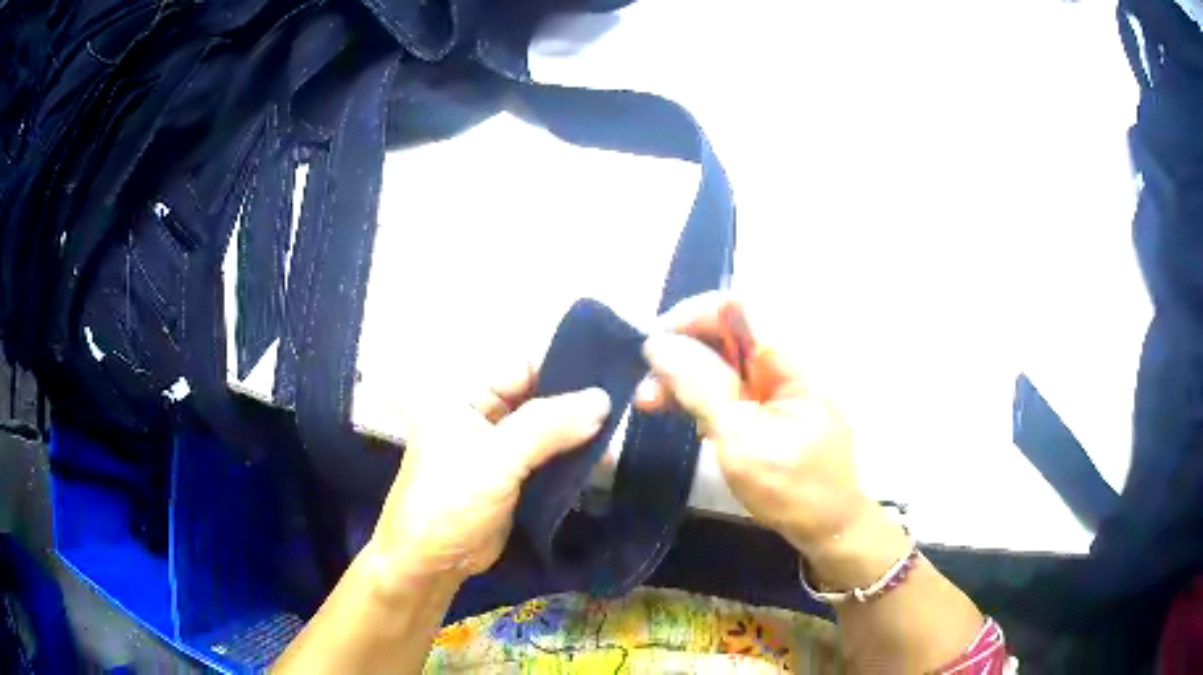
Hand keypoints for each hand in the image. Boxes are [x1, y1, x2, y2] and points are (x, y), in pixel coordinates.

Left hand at [367, 364, 610, 585]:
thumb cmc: (450, 503)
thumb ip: (547, 427)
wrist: (430, 564)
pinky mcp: (513, 476)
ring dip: (578, 435)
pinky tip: (603, 462)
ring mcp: (498, 447)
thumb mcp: (495, 461)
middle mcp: (483, 413)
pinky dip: (572, 459)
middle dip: (578, 405)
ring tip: (620, 438)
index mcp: (466, 395)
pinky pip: (548, 457)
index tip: (614, 376)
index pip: (523, 366)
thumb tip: (602, 399)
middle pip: (539, 396)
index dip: (566, 368)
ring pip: (548, 429)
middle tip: (626, 409)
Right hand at [636, 292, 872, 557]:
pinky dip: (700, 394)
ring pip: (722, 357)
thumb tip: (659, 343)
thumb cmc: (793, 488)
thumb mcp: (742, 440)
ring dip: (685, 376)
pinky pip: (729, 382)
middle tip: (648, 389)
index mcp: (792, 357)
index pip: (738, 306)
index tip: (654, 347)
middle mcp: (785, 358)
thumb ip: (702, 387)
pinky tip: (681, 413)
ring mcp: (778, 381)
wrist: (829, 525)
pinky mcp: (770, 401)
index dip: (691, 315)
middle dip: (681, 352)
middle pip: (726, 330)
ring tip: (652, 404)